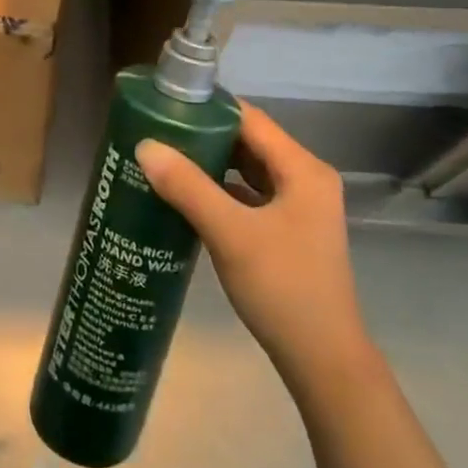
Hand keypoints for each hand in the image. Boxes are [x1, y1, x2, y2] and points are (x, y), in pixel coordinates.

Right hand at [136, 106, 373, 390]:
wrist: (323, 361)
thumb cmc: (282, 288)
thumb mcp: (230, 234)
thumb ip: (187, 187)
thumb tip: (145, 146)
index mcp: (303, 169)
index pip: (250, 119)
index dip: (209, 109)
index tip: (165, 106)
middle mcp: (305, 179)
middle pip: (248, 142)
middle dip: (204, 136)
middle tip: (157, 133)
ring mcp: (299, 207)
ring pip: (247, 170)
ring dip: (211, 164)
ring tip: (165, 159)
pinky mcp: (288, 231)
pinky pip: (249, 196)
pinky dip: (220, 191)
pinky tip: (186, 197)